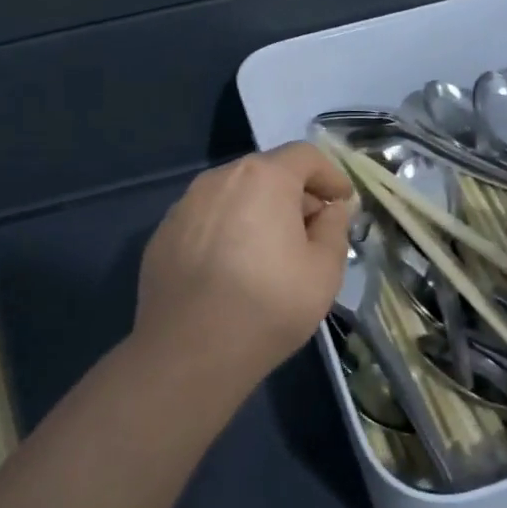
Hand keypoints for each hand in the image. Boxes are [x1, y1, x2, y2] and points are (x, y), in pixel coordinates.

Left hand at [133, 142, 354, 375]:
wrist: (189, 351)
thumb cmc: (268, 305)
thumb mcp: (324, 270)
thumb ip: (334, 229)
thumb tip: (330, 210)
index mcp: (263, 177)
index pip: (305, 156)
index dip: (330, 175)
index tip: (343, 202)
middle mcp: (219, 178)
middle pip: (267, 172)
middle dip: (295, 194)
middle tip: (312, 231)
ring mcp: (185, 205)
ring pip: (234, 195)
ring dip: (258, 211)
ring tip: (271, 251)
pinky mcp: (163, 234)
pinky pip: (207, 220)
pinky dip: (227, 231)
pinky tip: (232, 268)